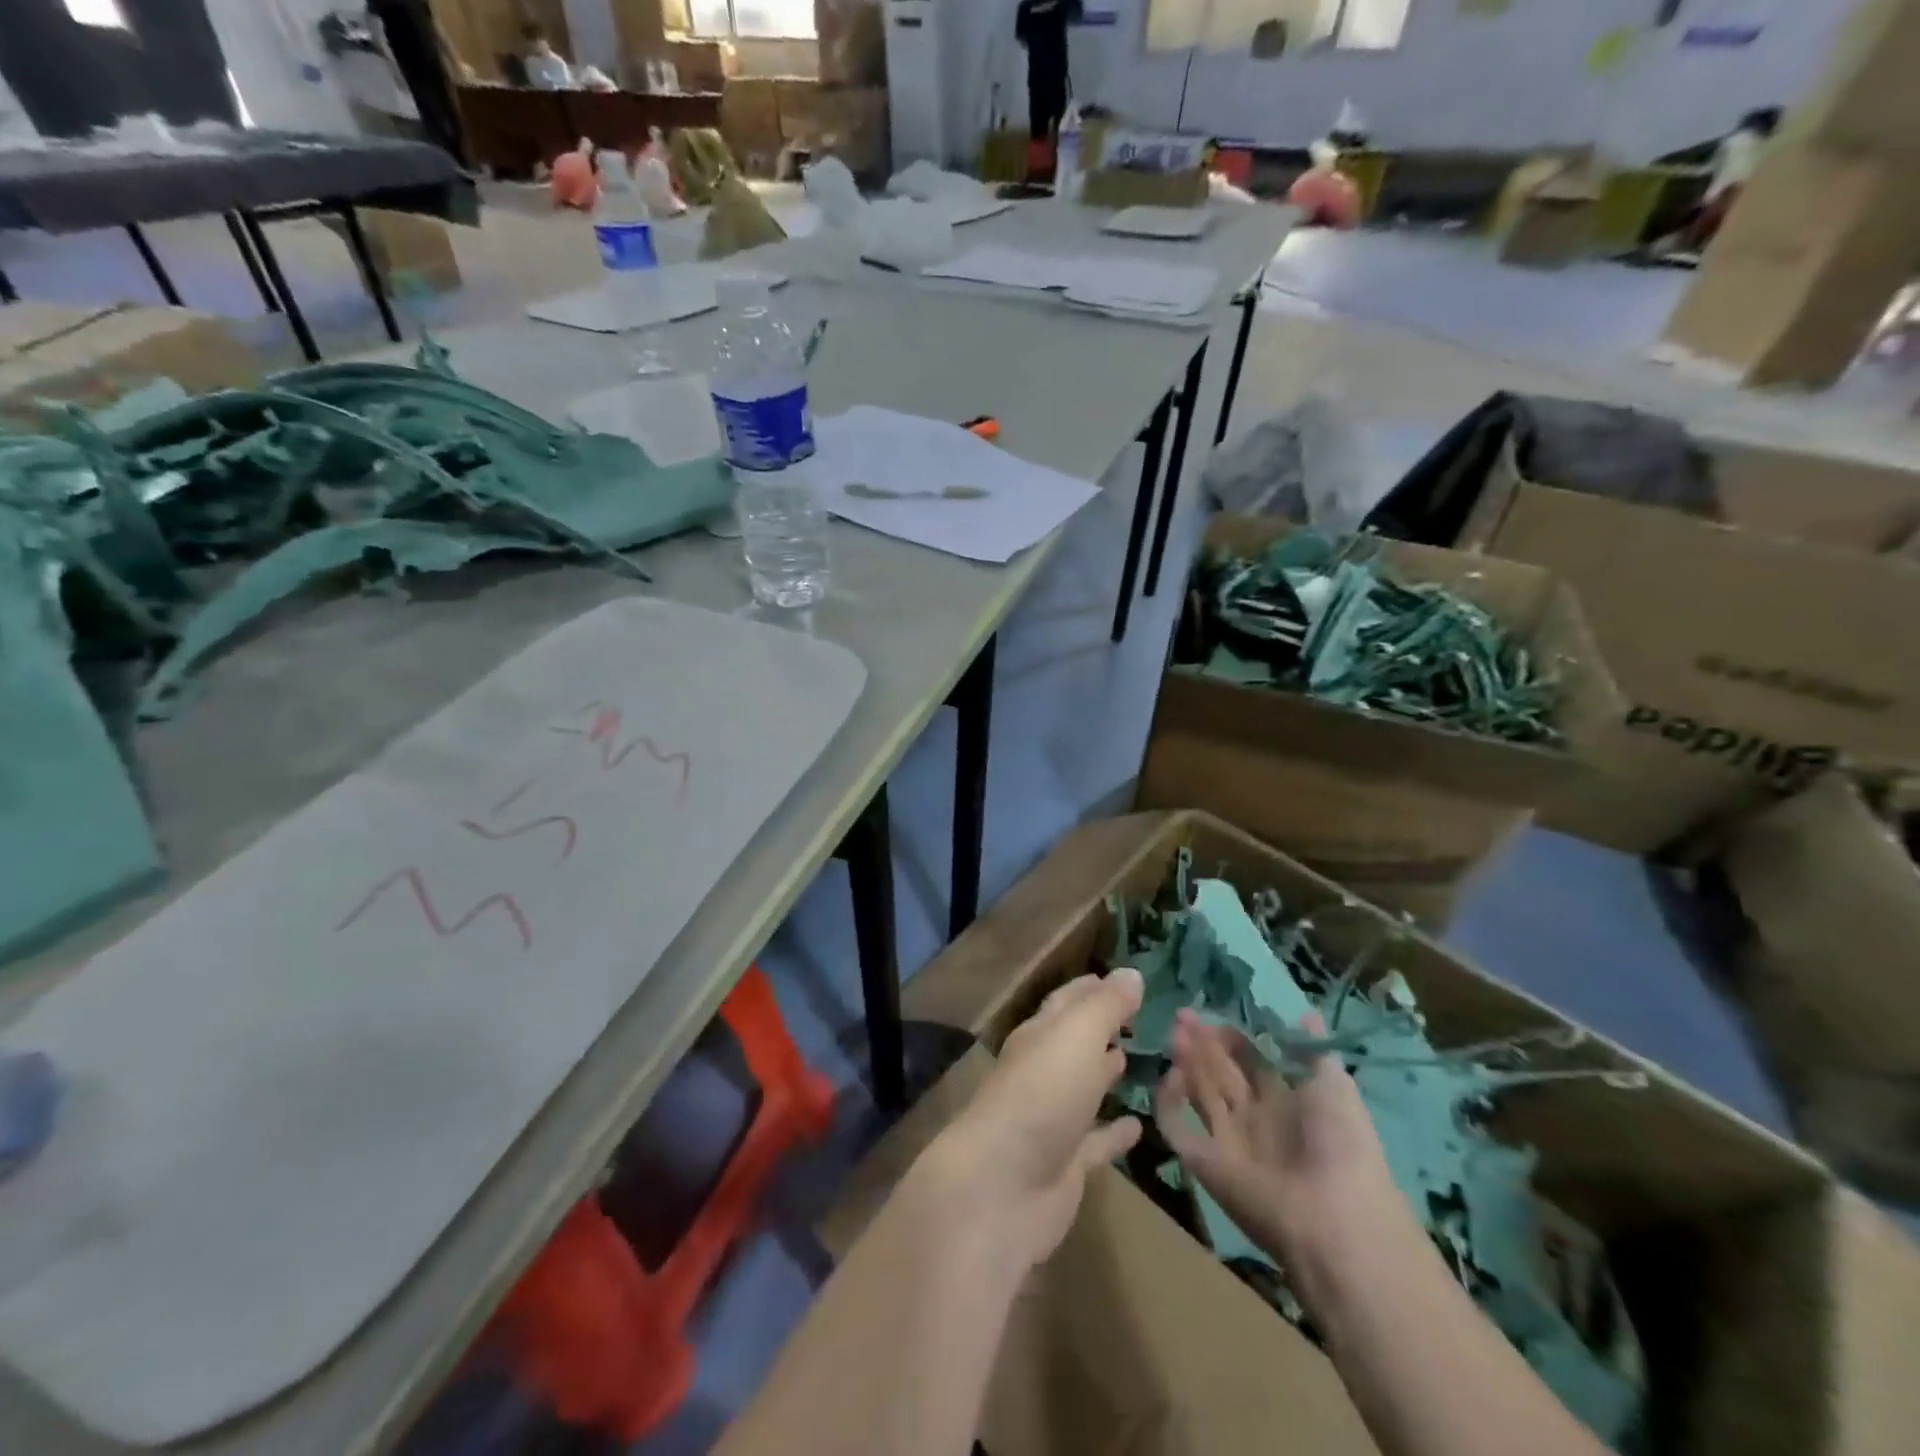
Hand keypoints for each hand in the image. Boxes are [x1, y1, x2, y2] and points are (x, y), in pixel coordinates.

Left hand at [921, 969, 1144, 1271]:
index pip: (1068, 1002)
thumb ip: (1105, 1006)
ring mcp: (1053, 1119)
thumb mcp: (1076, 1037)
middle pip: (1075, 1042)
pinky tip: (1140, 1126)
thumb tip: (1132, 973)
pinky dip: (1114, 1132)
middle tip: (1140, 1017)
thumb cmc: (1041, 1096)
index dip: (1093, 988)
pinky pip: (1096, 1141)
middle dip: (1102, 1027)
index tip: (1124, 980)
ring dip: (1106, 1074)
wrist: (1002, 1186)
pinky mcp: (1065, 1164)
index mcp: (1040, 1035)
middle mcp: (1043, 1071)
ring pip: (1084, 1088)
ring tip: (1138, 1060)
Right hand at [1156, 1009, 1414, 1313]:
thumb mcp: (1334, 1085)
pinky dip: (1167, 1102)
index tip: (1211, 1014)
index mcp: (1286, 1102)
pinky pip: (1176, 1126)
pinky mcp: (1202, 1161)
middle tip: (1182, 1016)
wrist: (1332, 1216)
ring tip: (1175, 1033)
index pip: (1249, 1061)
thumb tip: (1305, 1012)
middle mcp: (1254, 1119)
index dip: (1230, 1037)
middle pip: (1220, 1073)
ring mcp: (1226, 1140)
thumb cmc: (1341, 1143)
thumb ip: (1311, 1049)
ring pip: (1198, 1093)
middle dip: (1202, 1043)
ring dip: (1186, 1062)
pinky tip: (1171, 1075)